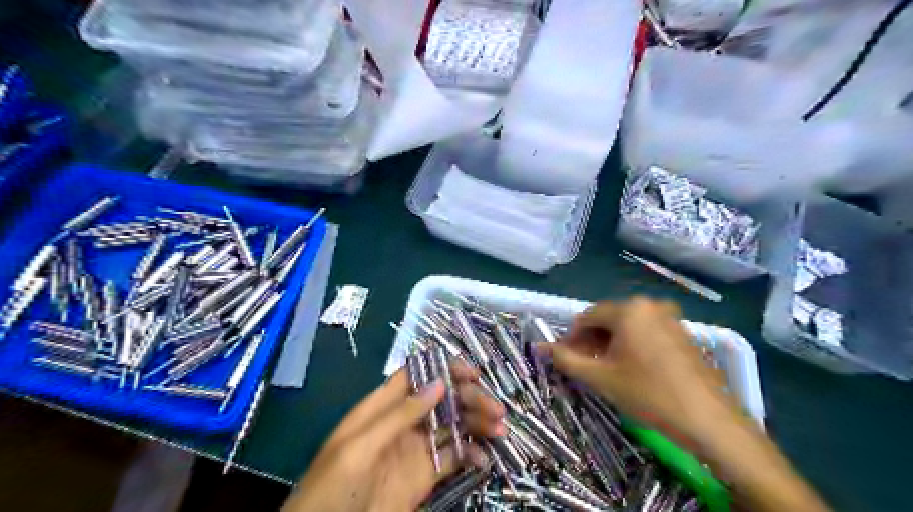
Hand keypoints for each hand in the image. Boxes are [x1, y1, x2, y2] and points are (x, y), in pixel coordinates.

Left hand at [285, 360, 505, 511]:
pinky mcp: (426, 474)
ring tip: (500, 429)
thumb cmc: (333, 486)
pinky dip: (472, 454)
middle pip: (442, 399)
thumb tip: (439, 382)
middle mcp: (404, 421)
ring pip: (453, 425)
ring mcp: (417, 448)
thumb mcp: (361, 447)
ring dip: (478, 423)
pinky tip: (484, 458)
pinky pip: (454, 458)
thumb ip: (399, 415)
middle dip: (470, 398)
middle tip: (495, 409)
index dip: (445, 369)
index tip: (472, 373)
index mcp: (383, 406)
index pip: (418, 375)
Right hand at [537, 298, 735, 445]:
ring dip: (609, 344)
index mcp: (628, 309)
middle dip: (590, 341)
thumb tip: (540, 348)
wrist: (709, 420)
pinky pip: (645, 332)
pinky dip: (631, 345)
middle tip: (584, 367)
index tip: (565, 359)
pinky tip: (630, 368)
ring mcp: (669, 317)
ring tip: (605, 370)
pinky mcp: (681, 332)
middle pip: (607, 319)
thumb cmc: (648, 394)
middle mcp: (648, 305)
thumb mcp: (600, 377)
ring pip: (626, 326)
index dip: (571, 338)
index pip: (586, 317)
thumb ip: (565, 360)